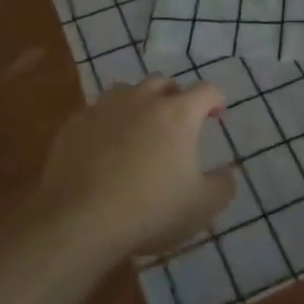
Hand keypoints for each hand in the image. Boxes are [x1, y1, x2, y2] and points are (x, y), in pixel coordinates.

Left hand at [33, 79, 234, 261]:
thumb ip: (223, 185)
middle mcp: (141, 100)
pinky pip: (97, 114)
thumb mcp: (202, 207)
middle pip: (163, 82)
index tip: (216, 115)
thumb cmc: (150, 210)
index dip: (215, 100)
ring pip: (126, 91)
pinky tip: (105, 148)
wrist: (80, 221)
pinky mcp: (74, 124)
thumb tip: (228, 172)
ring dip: (138, 104)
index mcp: (178, 114)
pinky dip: (107, 123)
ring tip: (139, 129)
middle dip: (174, 96)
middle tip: (177, 122)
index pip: (206, 90)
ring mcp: (104, 108)